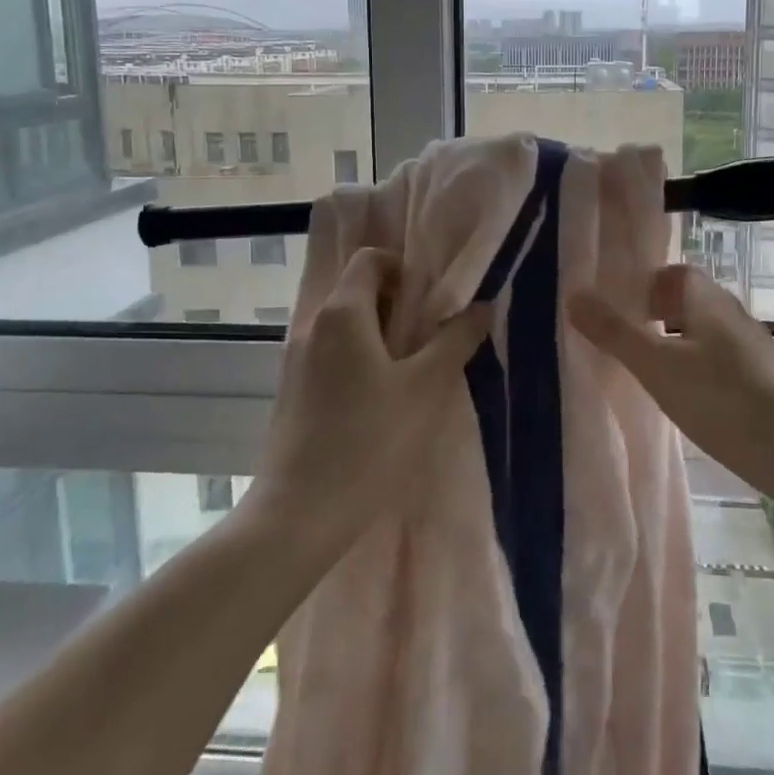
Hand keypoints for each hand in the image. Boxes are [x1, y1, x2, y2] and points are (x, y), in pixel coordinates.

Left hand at [250, 248, 491, 553]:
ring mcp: (296, 360)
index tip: (434, 300)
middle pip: (359, 291)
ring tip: (414, 371)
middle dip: (399, 305)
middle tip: (433, 336)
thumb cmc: (368, 441)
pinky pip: (333, 356)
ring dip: (382, 336)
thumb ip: (455, 340)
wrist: (298, 515)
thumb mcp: (425, 388)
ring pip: (347, 327)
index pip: (371, 259)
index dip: (405, 268)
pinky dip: (360, 360)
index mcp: (342, 312)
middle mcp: (312, 326)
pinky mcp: (292, 392)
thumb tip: (481, 305)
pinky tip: (381, 401)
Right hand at [567, 265, 773, 498]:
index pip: (676, 273)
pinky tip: (688, 403)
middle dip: (657, 316)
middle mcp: (733, 316)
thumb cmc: (722, 398)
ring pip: (706, 335)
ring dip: (678, 346)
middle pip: (690, 303)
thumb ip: (615, 331)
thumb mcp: (657, 366)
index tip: (620, 309)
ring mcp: (753, 350)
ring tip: (650, 375)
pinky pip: (721, 363)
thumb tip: (573, 292)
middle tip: (627, 342)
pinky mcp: (764, 383)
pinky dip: (699, 372)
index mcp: (708, 300)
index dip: (647, 285)